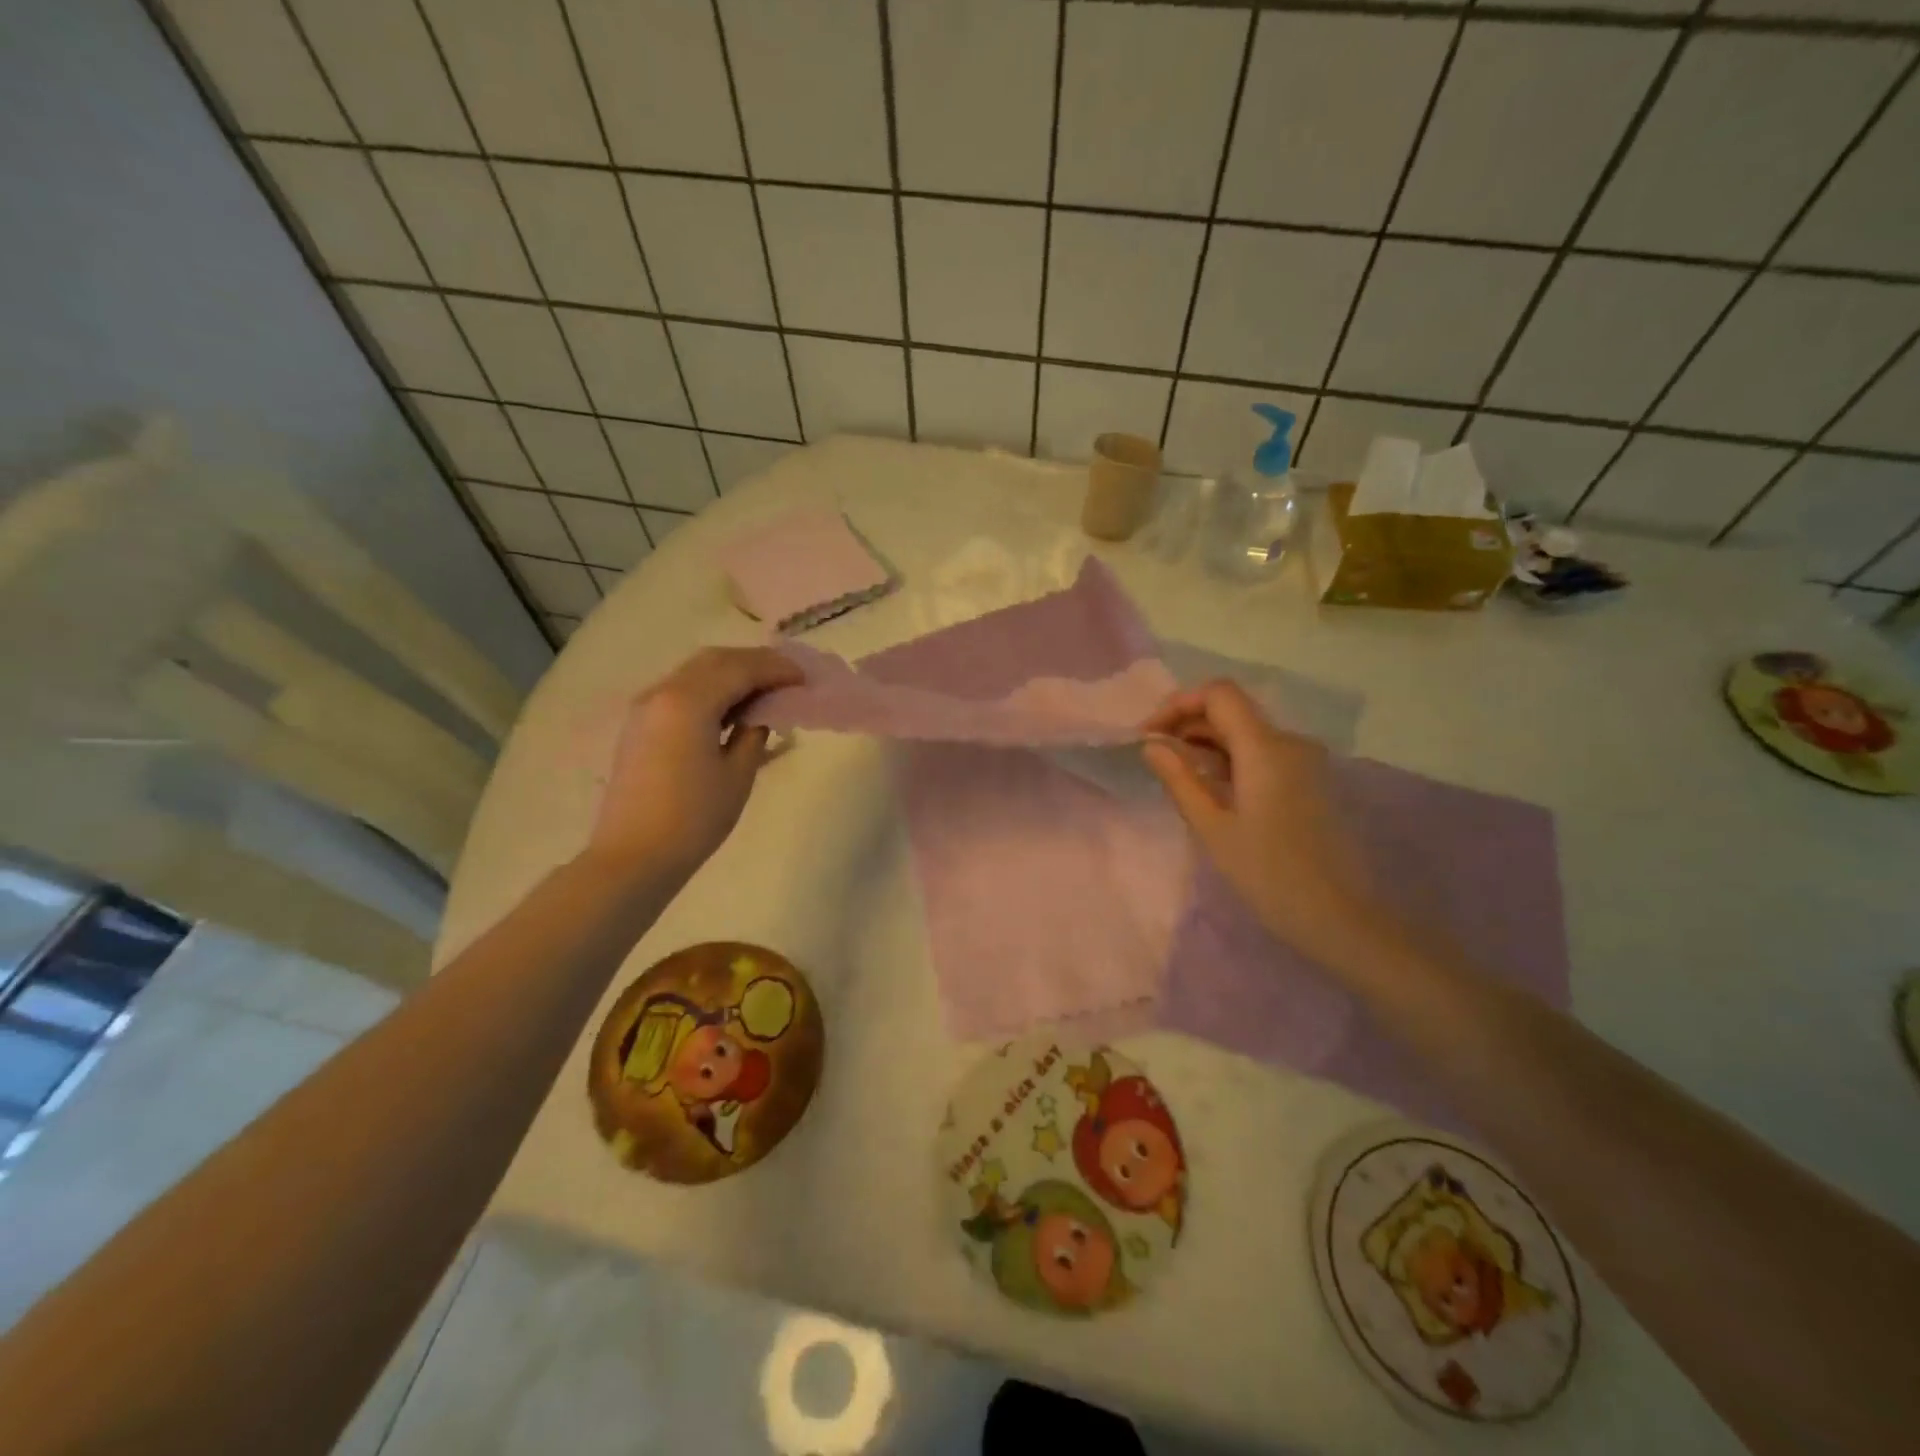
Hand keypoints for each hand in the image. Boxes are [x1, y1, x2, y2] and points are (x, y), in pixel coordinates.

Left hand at [589, 647, 802, 877]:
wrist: (633, 857)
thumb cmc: (693, 819)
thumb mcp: (737, 775)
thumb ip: (753, 734)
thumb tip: (759, 715)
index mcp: (688, 702)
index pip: (740, 668)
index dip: (776, 669)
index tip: (805, 678)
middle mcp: (663, 692)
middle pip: (715, 660)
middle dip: (755, 663)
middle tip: (788, 678)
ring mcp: (646, 707)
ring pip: (696, 671)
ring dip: (732, 673)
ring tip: (765, 691)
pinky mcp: (640, 725)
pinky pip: (681, 690)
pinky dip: (711, 688)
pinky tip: (732, 708)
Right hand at [1142, 681, 1390, 970]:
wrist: (1340, 917)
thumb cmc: (1268, 874)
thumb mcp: (1212, 827)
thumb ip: (1179, 778)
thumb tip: (1152, 745)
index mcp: (1265, 748)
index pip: (1218, 694)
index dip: (1178, 704)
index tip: (1149, 735)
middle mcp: (1289, 742)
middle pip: (1232, 710)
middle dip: (1188, 724)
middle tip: (1155, 757)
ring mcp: (1305, 761)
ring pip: (1247, 732)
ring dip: (1208, 743)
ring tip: (1178, 776)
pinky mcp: (1311, 780)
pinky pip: (1263, 754)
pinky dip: (1231, 759)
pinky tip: (1213, 789)